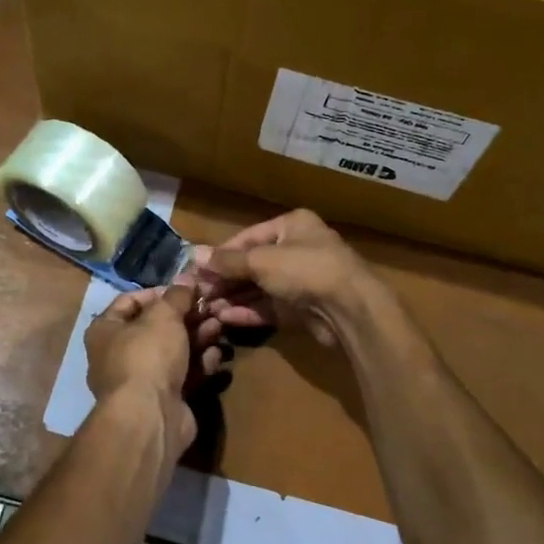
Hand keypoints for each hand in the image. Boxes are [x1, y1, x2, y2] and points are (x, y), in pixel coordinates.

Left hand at [84, 283, 223, 460]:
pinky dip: (199, 364)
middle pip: (156, 327)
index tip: (186, 289)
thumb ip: (177, 296)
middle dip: (186, 316)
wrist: (150, 416)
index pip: (130, 301)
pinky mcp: (163, 400)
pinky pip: (183, 375)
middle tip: (211, 307)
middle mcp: (118, 354)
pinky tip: (217, 355)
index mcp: (105, 330)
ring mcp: (141, 380)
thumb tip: (186, 278)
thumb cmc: (147, 355)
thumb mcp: (164, 316)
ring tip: (220, 326)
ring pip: (173, 351)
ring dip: (197, 337)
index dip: (159, 292)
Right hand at [197, 210, 380, 348]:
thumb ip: (227, 261)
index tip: (197, 269)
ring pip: (260, 287)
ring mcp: (300, 280)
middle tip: (199, 292)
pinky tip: (225, 318)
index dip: (221, 253)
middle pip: (252, 263)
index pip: (248, 237)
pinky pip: (269, 307)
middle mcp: (297, 249)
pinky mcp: (302, 308)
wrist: (350, 309)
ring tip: (206, 308)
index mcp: (292, 225)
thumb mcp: (261, 261)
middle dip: (225, 278)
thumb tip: (193, 254)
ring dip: (234, 297)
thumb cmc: (305, 270)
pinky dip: (248, 311)